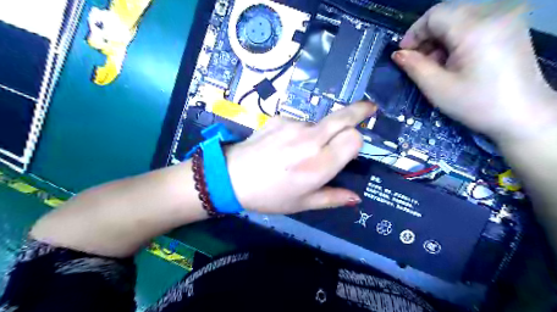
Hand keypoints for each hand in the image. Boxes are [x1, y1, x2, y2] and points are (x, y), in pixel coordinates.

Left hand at [224, 101, 376, 213]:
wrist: (231, 177)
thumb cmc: (269, 196)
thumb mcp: (302, 204)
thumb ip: (332, 198)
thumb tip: (356, 198)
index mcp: (319, 166)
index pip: (354, 138)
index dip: (356, 142)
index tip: (351, 149)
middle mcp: (310, 141)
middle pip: (344, 117)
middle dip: (359, 111)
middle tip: (369, 109)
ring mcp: (293, 126)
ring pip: (321, 123)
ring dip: (321, 133)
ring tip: (300, 151)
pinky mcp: (280, 118)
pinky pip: (301, 123)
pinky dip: (301, 132)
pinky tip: (284, 145)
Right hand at [391, 1, 556, 142]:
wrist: (524, 115)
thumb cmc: (476, 104)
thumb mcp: (437, 87)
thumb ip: (414, 66)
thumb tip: (398, 54)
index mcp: (475, 28)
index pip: (434, 15)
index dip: (413, 33)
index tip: (403, 55)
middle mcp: (493, 15)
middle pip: (447, 15)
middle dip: (426, 37)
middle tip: (418, 63)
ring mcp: (505, 20)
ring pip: (459, 20)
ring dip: (440, 40)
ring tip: (436, 66)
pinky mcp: (510, 29)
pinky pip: (474, 25)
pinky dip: (456, 40)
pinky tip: (454, 62)